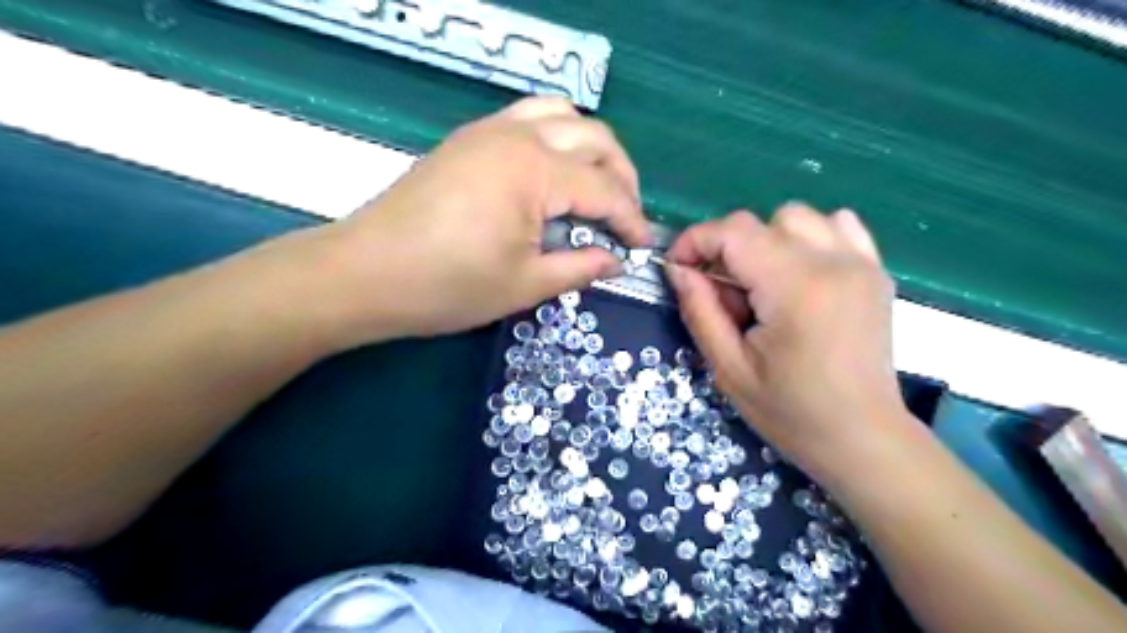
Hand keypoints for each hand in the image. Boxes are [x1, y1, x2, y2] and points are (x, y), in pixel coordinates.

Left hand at [298, 98, 651, 347]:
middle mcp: (517, 135)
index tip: (641, 247)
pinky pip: (529, 117)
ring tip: (596, 187)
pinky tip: (554, 174)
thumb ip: (580, 268)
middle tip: (625, 216)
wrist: (365, 273)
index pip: (604, 189)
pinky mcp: (469, 139)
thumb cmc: (447, 285)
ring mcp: (489, 130)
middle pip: (594, 137)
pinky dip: (557, 137)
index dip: (630, 219)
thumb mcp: (525, 284)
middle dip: (622, 176)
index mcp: (534, 170)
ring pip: (562, 115)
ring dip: (591, 147)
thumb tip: (616, 260)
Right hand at [668, 205, 904, 481]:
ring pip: (799, 217)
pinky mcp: (876, 271)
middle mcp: (833, 262)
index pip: (734, 232)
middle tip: (723, 293)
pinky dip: (809, 237)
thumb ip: (700, 310)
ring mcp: (861, 262)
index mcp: (794, 288)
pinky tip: (800, 273)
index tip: (677, 267)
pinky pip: (838, 225)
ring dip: (767, 240)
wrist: (863, 437)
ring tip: (762, 284)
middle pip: (763, 221)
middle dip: (728, 248)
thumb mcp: (729, 369)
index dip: (695, 241)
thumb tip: (679, 269)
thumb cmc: (790, 411)